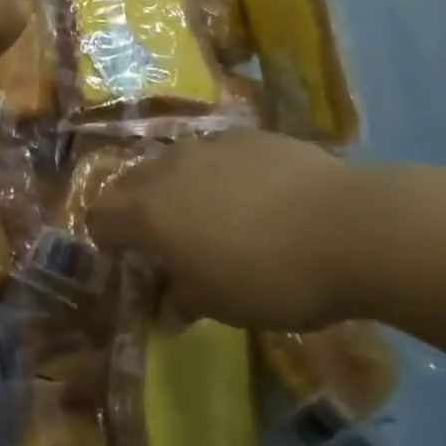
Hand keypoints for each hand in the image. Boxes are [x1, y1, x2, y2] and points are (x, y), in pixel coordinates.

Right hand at [88, 130, 386, 330]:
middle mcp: (169, 169)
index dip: (106, 239)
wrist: (344, 225)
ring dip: (176, 187)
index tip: (124, 259)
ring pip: (173, 162)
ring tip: (207, 215)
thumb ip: (184, 300)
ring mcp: (209, 145)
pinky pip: (215, 152)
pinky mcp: (247, 135)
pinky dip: (217, 172)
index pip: (101, 217)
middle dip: (134, 208)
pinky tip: (250, 195)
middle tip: (160, 238)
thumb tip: (167, 310)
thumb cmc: (271, 277)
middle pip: (130, 182)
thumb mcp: (222, 304)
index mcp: (150, 213)